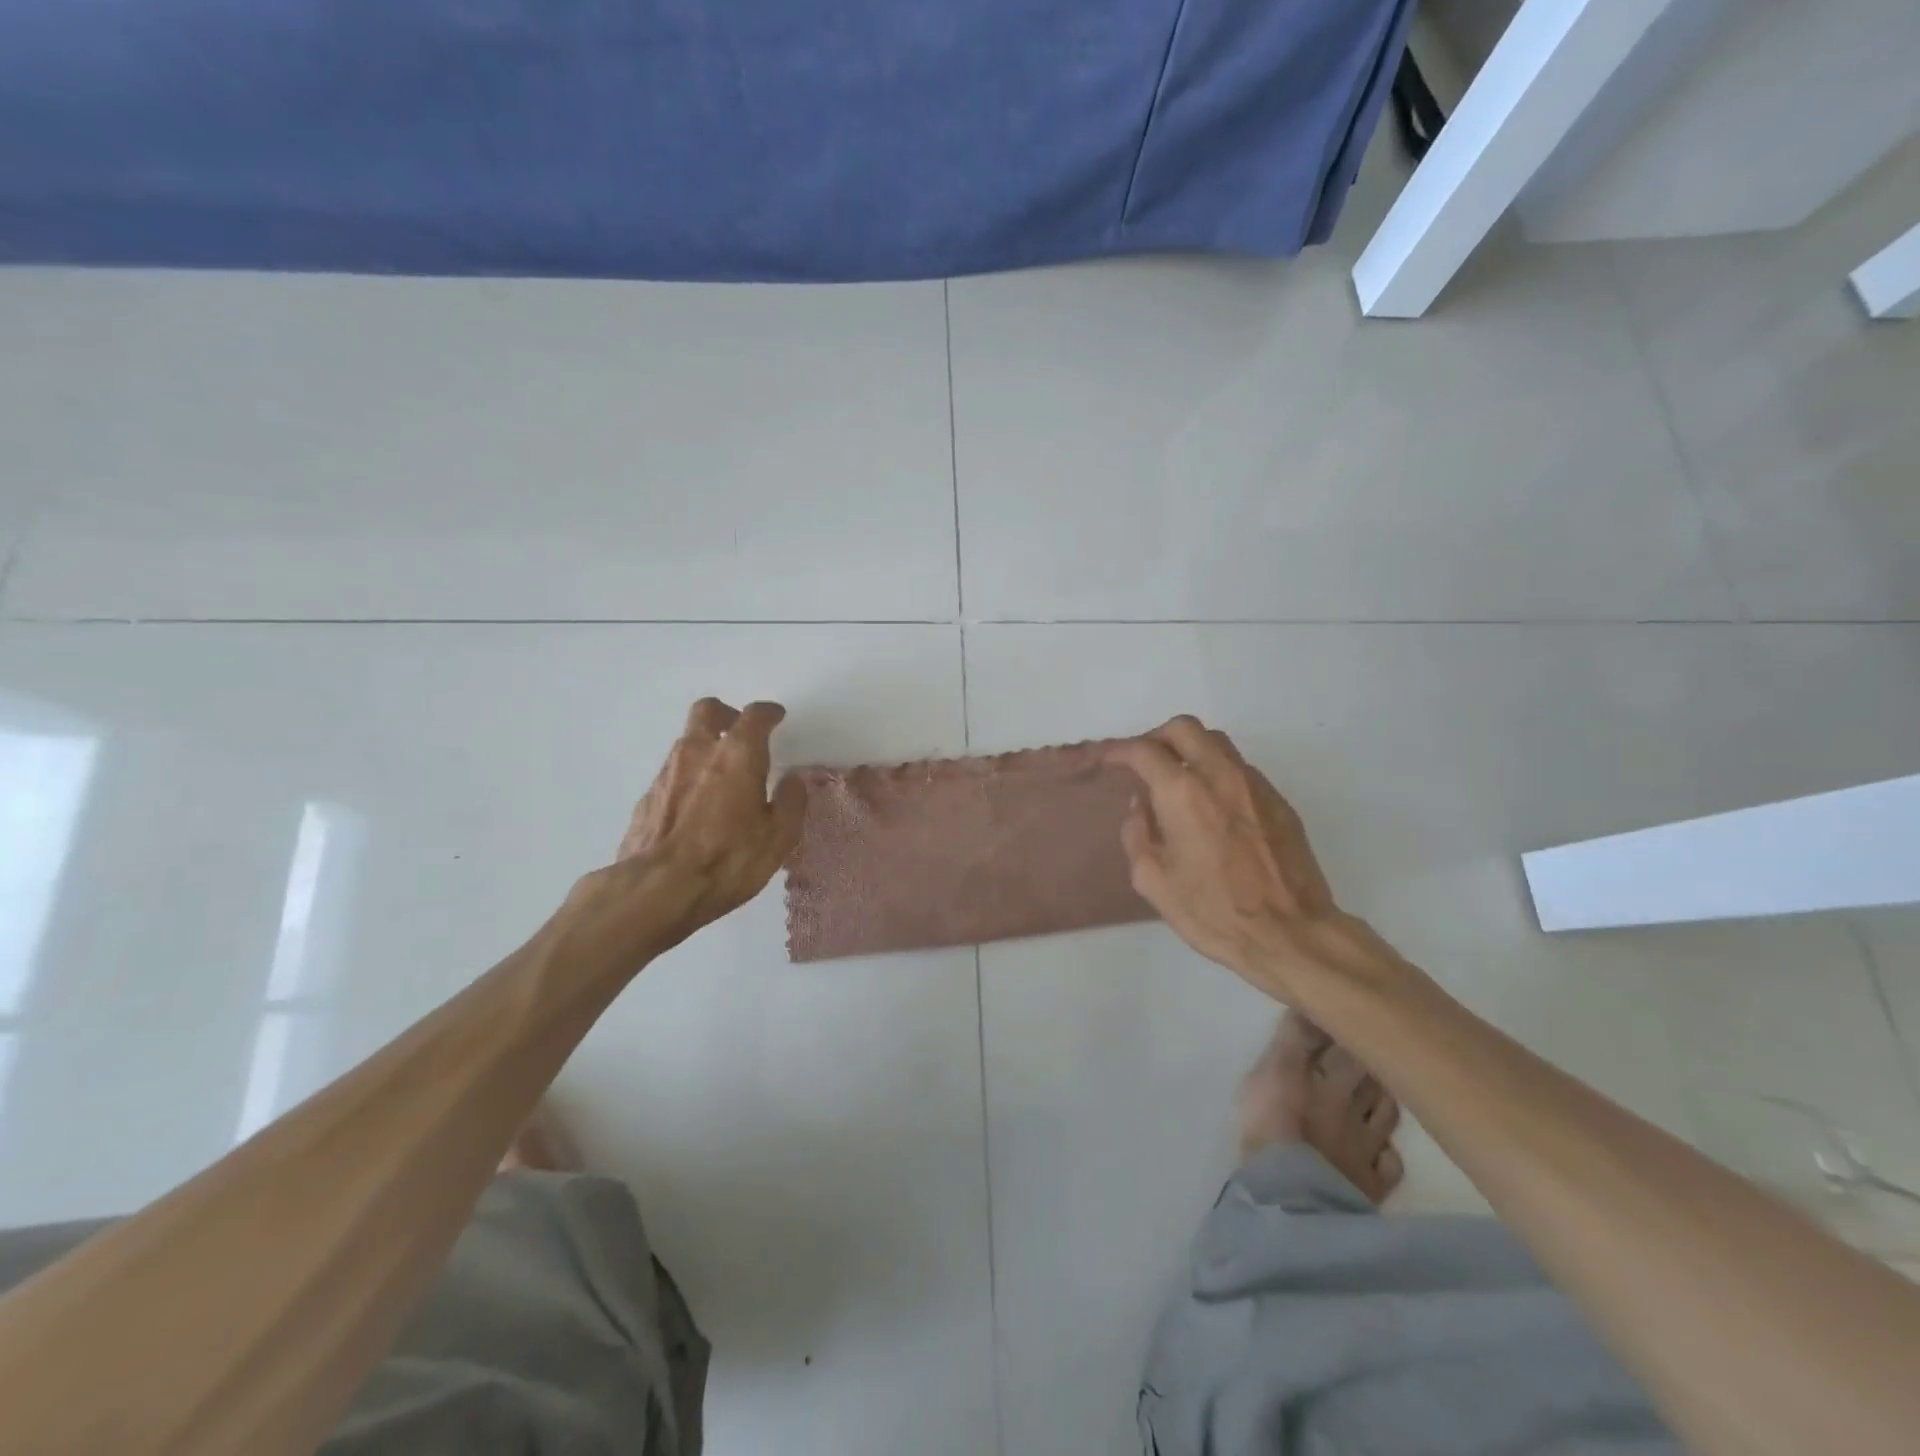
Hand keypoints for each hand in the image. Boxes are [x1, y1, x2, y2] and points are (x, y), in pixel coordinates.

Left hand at [568, 698, 806, 960]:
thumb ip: (790, 802)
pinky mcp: (646, 797)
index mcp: (738, 755)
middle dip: (726, 714)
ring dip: (705, 747)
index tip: (776, 717)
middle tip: (740, 731)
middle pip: (707, 710)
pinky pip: (673, 773)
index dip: (768, 713)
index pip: (754, 716)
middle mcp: (698, 751)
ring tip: (721, 776)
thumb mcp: (778, 837)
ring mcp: (667, 772)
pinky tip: (697, 806)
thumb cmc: (728, 859)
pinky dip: (688, 777)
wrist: (656, 889)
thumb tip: (792, 780)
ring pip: (687, 741)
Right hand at [1107, 716, 1348, 999]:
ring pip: (1216, 742)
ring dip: (1190, 749)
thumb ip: (1137, 834)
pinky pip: (1240, 768)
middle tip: (1143, 761)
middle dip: (1156, 737)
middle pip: (1184, 728)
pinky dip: (1217, 772)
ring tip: (1177, 778)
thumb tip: (1140, 806)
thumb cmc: (1213, 911)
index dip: (1118, 751)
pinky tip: (1212, 805)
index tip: (1106, 760)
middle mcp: (1219, 775)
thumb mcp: (1153, 880)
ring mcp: (1254, 785)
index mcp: (1182, 793)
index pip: (1143, 751)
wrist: (1290, 934)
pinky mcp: (1278, 801)